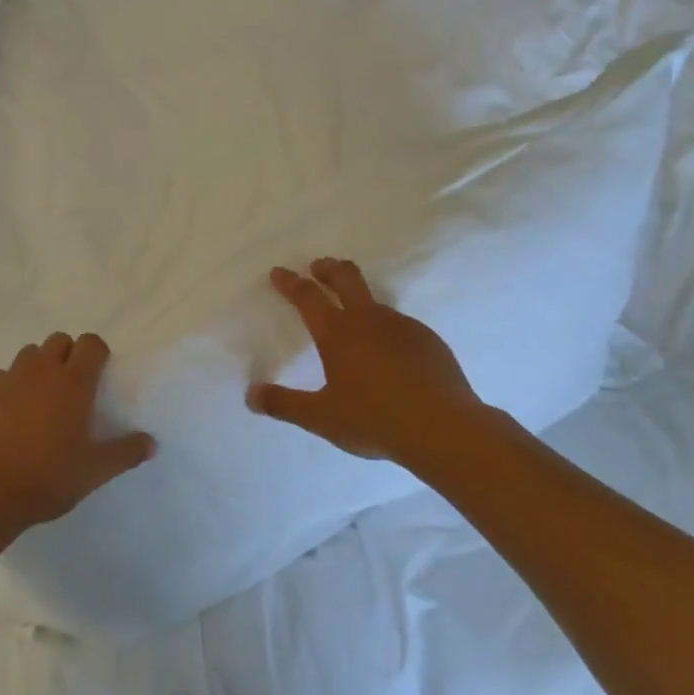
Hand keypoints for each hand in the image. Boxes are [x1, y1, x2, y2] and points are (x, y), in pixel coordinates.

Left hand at [0, 333, 155, 542]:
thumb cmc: (46, 478)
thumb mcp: (94, 472)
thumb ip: (126, 453)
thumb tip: (152, 442)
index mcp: (73, 382)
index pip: (91, 343)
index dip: (98, 353)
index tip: (100, 376)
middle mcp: (41, 371)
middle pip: (59, 340)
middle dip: (69, 355)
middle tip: (73, 388)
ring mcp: (9, 379)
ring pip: (29, 354)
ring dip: (40, 366)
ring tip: (42, 398)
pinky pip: (3, 375)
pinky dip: (12, 385)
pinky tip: (12, 414)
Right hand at [248, 258, 506, 466]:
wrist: (443, 428)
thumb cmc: (374, 420)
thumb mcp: (321, 417)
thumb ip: (284, 404)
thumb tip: (250, 395)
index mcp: (337, 333)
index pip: (307, 296)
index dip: (290, 282)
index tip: (279, 272)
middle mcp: (368, 319)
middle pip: (345, 277)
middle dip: (327, 268)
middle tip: (318, 266)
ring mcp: (402, 325)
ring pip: (374, 300)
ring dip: (358, 297)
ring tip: (353, 314)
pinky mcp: (428, 339)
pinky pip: (399, 324)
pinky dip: (385, 327)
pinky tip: (389, 351)